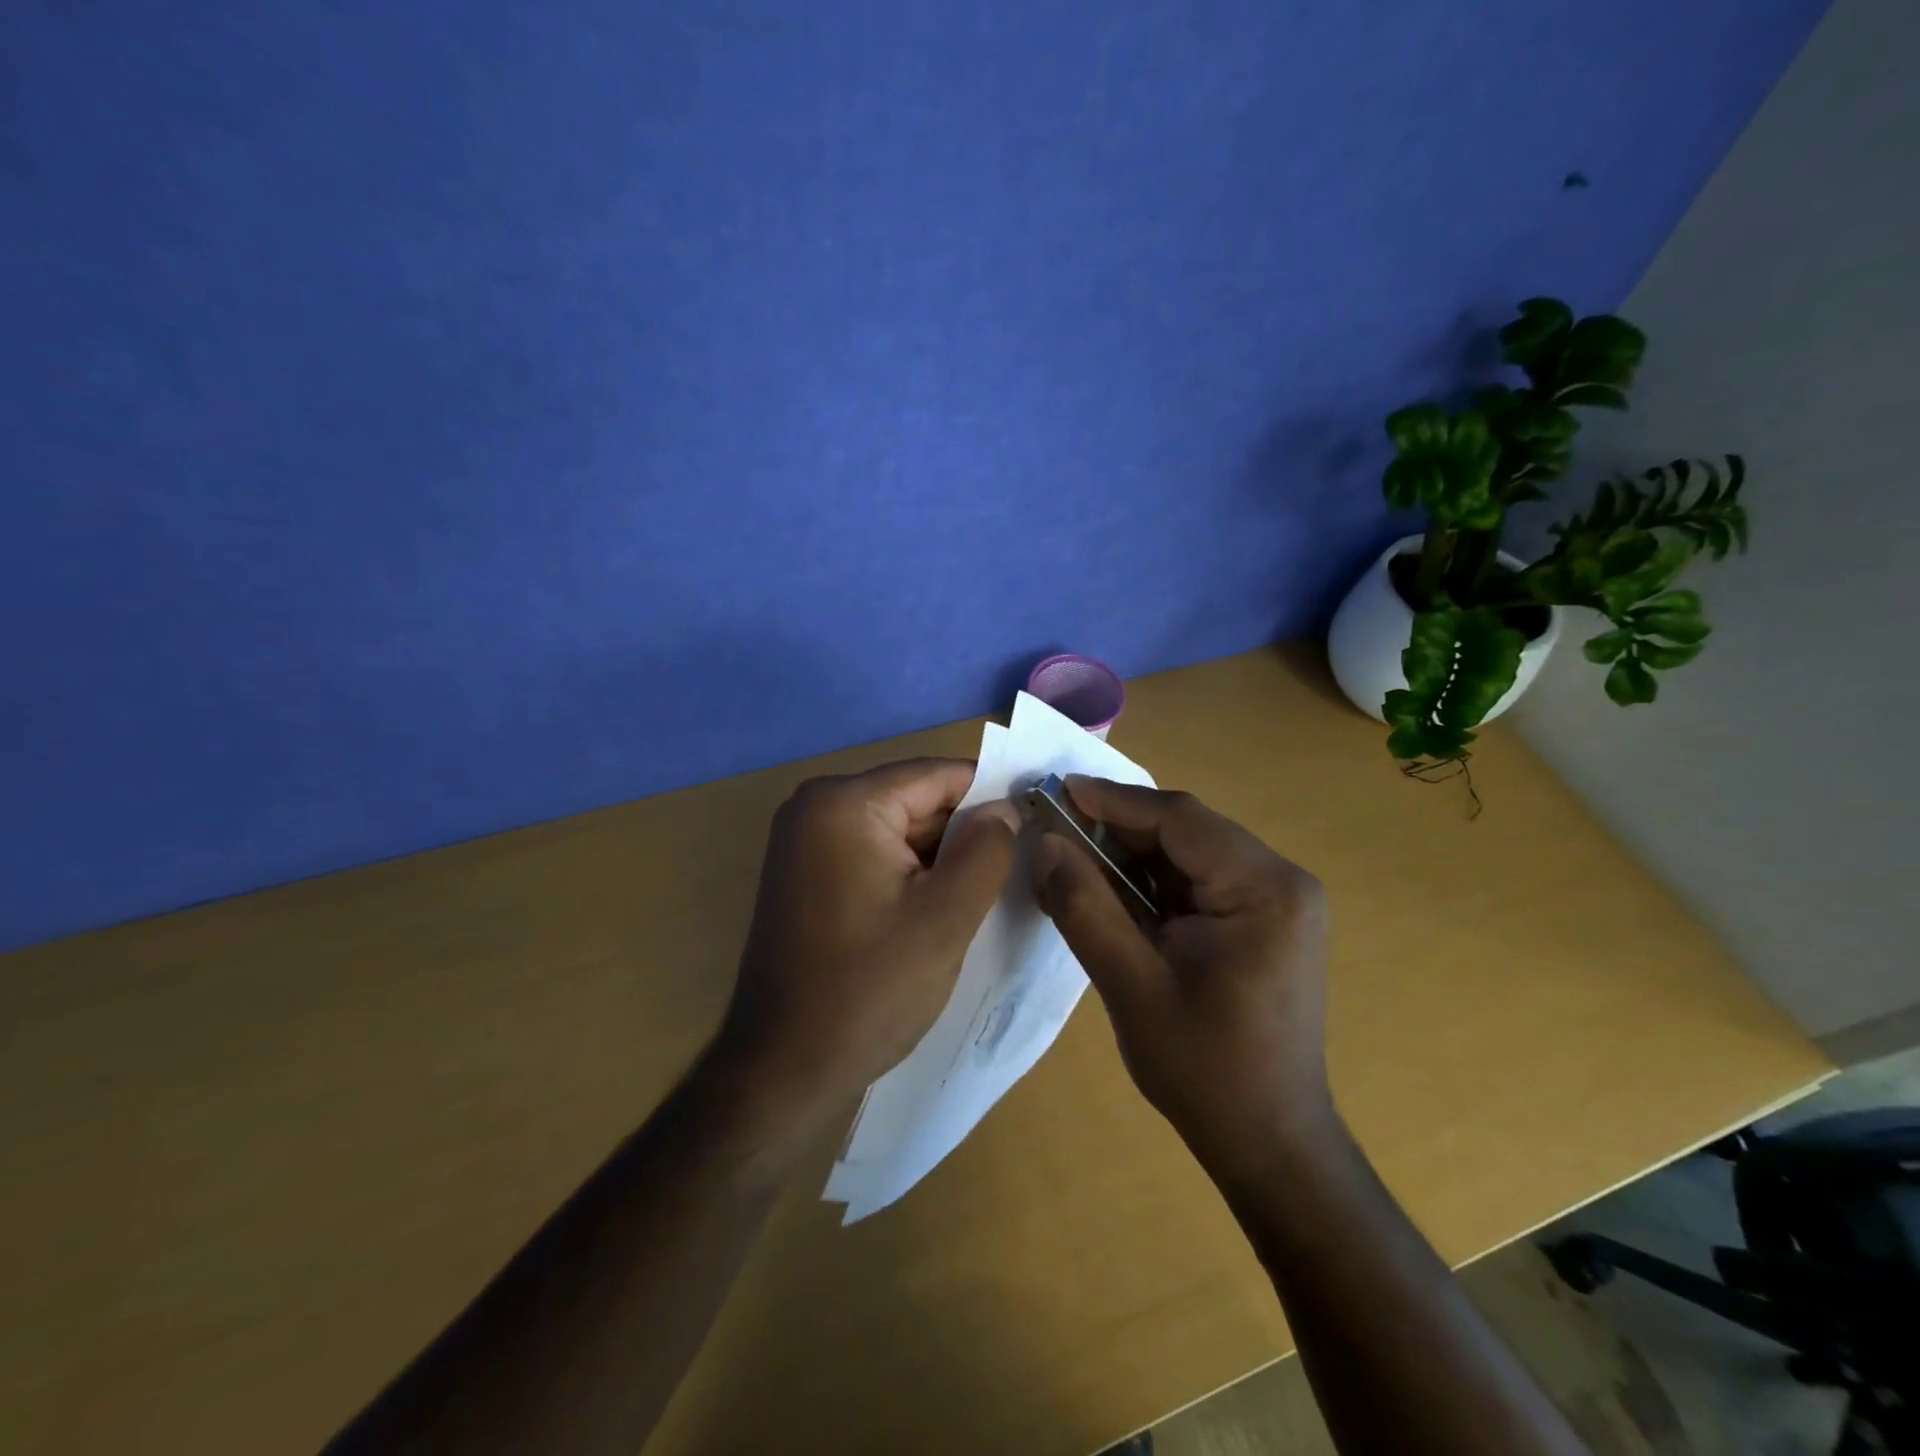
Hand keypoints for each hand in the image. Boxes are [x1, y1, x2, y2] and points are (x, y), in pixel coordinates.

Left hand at [714, 758, 1018, 1126]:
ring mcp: (805, 841)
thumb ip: (988, 849)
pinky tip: (942, 907)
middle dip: (966, 831)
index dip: (992, 795)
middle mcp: (816, 806)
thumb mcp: (946, 917)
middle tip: (1020, 867)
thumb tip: (1007, 808)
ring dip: (942, 857)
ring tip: (988, 892)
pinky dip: (912, 874)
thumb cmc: (868, 990)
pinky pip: (875, 855)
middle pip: (916, 800)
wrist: (783, 1069)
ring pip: (899, 830)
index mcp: (844, 802)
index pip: (938, 775)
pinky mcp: (807, 874)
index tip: (1037, 822)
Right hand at [1033, 778, 1332, 1179]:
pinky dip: (1152, 880)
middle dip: (1118, 827)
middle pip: (1187, 830)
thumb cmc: (1204, 1069)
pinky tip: (1111, 890)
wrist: (1271, 1143)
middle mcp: (1282, 880)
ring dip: (1131, 854)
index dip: (1113, 800)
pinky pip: (1199, 880)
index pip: (1180, 819)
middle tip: (1056, 827)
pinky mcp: (1265, 919)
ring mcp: (1279, 900)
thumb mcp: (1130, 984)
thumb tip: (1045, 842)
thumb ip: (1084, 906)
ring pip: (1189, 852)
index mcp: (1264, 889)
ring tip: (1072, 856)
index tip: (1057, 790)